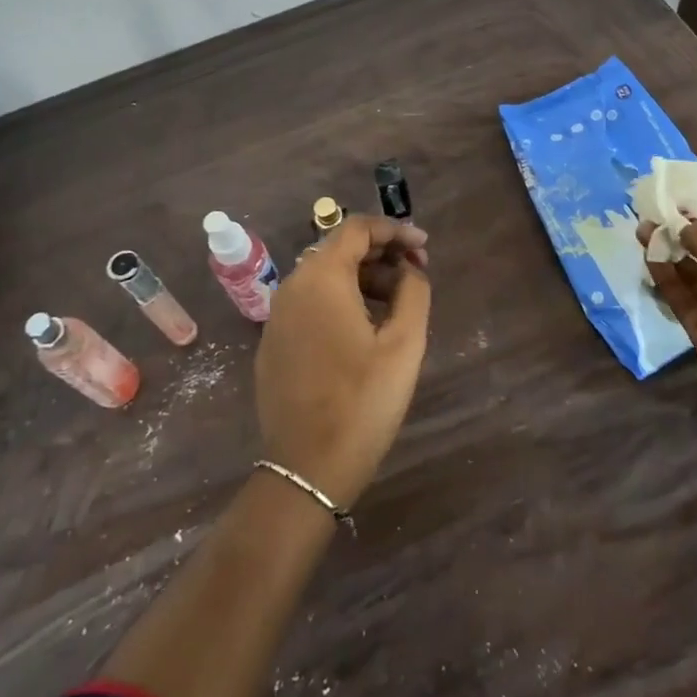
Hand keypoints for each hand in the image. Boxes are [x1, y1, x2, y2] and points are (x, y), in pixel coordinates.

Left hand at [255, 215, 431, 507]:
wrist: (306, 467)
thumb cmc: (362, 401)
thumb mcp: (404, 344)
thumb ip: (413, 292)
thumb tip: (410, 270)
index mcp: (322, 278)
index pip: (357, 228)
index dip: (394, 230)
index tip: (423, 247)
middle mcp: (293, 286)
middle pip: (339, 249)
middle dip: (381, 254)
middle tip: (417, 273)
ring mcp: (278, 316)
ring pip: (324, 277)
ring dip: (362, 278)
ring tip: (397, 303)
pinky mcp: (273, 342)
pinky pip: (310, 303)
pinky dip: (340, 300)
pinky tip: (365, 327)